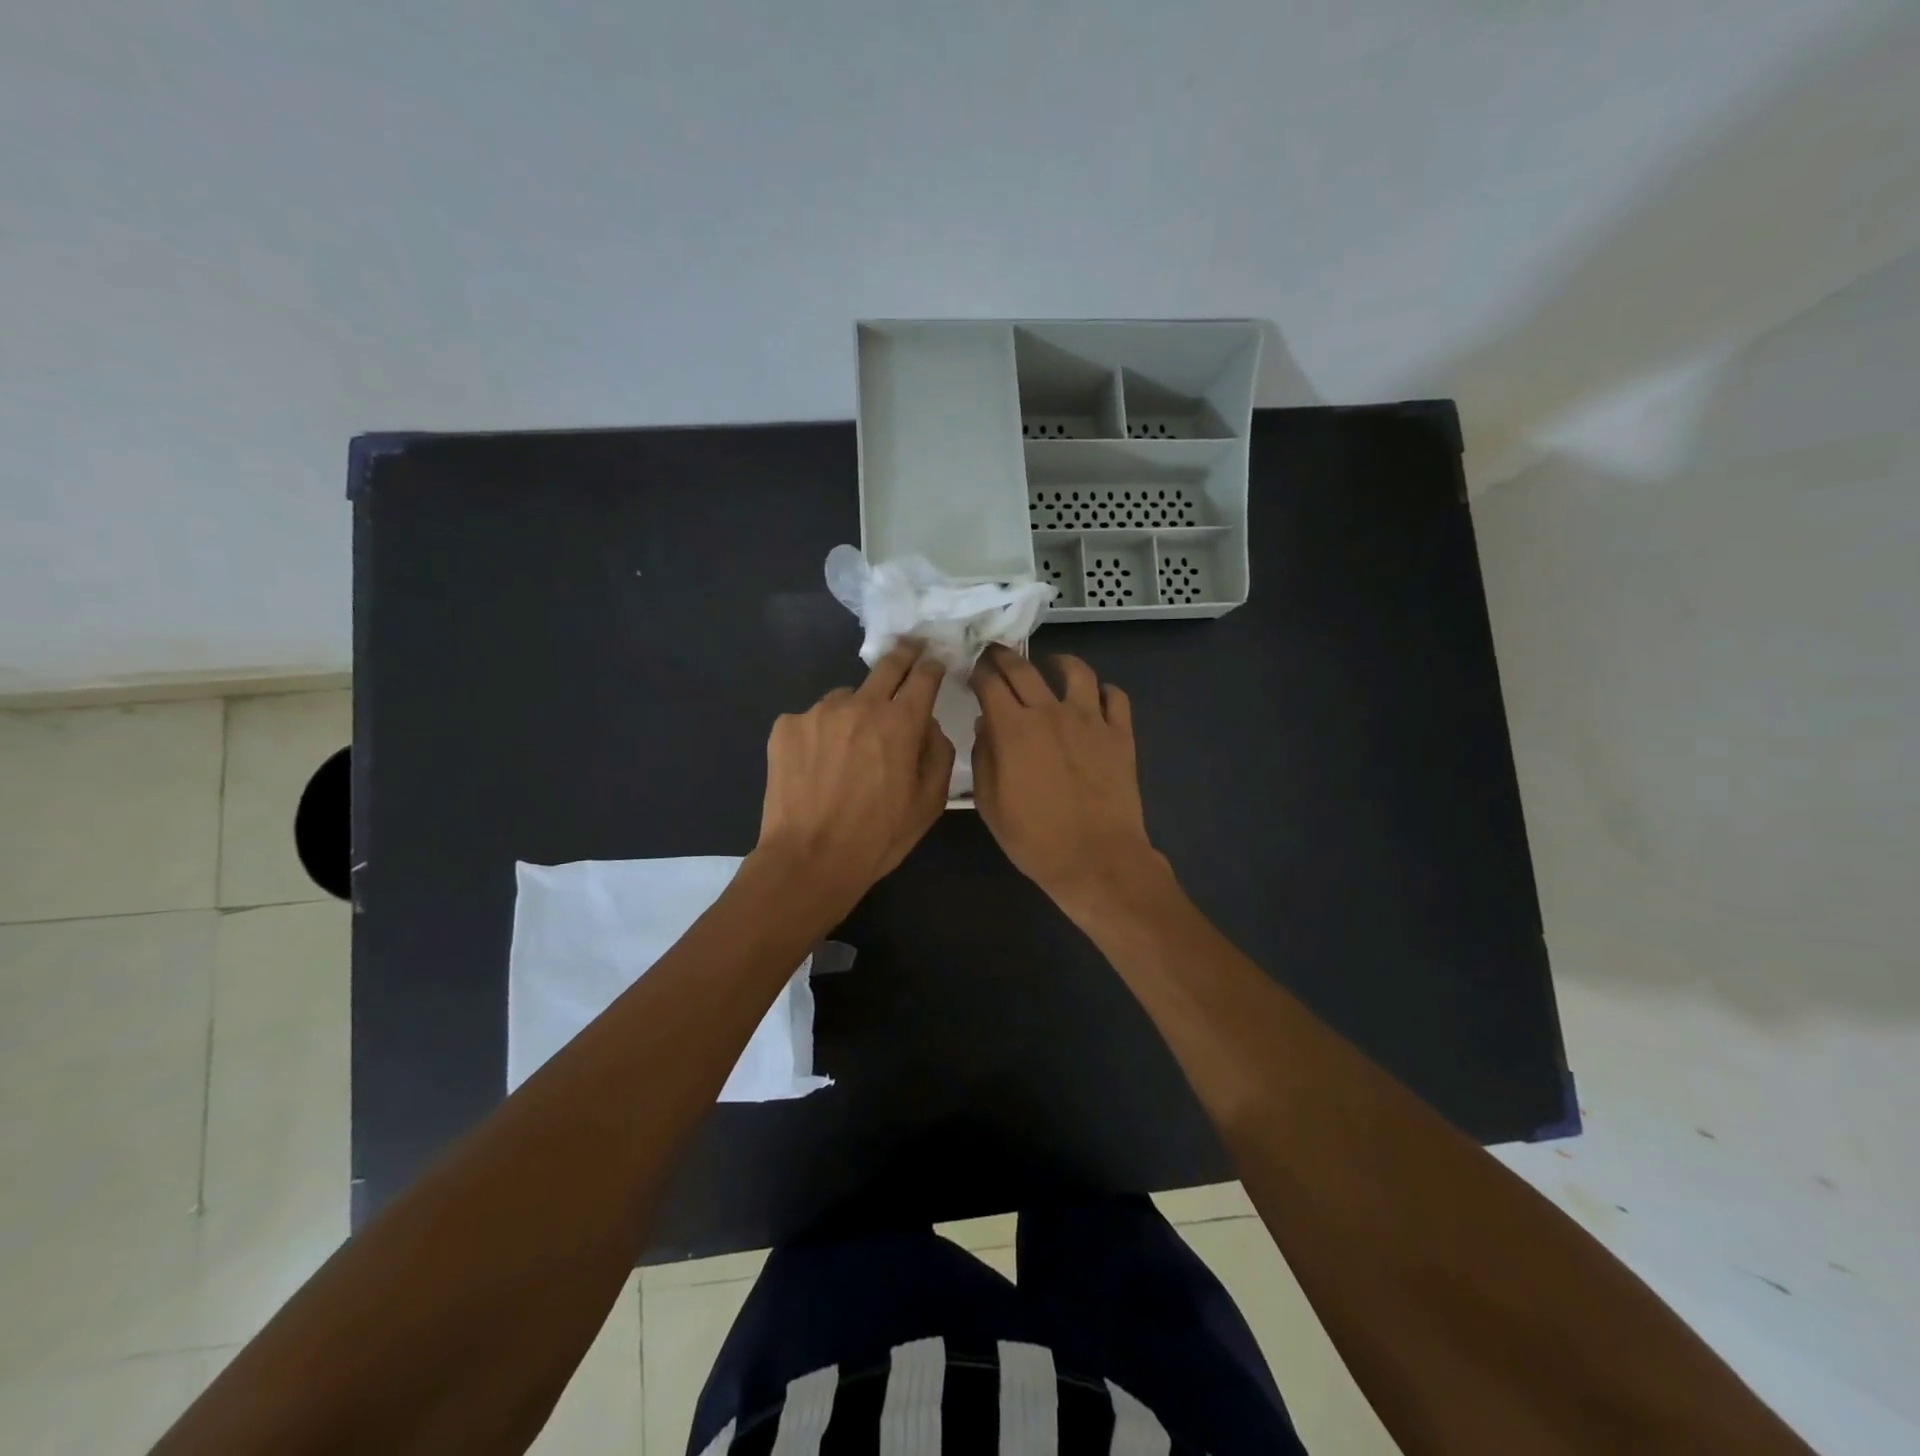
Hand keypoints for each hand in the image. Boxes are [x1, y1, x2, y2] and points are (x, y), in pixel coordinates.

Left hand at [755, 641, 954, 911]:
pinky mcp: (786, 727)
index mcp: (900, 722)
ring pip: (846, 698)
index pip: (923, 677)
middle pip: (886, 666)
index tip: (934, 663)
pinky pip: (813, 719)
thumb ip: (938, 753)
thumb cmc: (878, 837)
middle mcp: (859, 705)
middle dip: (903, 655)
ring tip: (849, 748)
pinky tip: (818, 765)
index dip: (932, 666)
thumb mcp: (929, 803)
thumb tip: (928, 725)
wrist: (809, 860)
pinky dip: (821, 733)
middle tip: (909, 651)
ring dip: (855, 710)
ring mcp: (817, 713)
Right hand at [971, 645, 1170, 913]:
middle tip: (996, 653)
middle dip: (1004, 656)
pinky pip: (1115, 697)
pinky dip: (1103, 691)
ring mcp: (1090, 720)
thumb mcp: (990, 804)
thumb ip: (984, 757)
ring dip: (1059, 662)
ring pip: (1076, 671)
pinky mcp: (1120, 734)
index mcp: (1013, 729)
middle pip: (1024, 668)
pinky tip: (1095, 697)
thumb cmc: (1034, 839)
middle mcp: (1051, 713)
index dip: (977, 671)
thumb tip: (986, 724)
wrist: (1096, 859)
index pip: (990, 683)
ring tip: (1052, 664)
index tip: (972, 670)